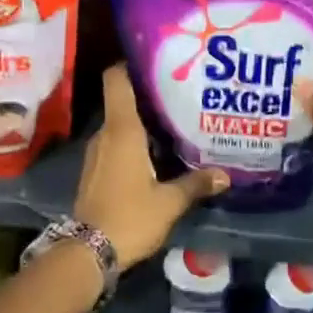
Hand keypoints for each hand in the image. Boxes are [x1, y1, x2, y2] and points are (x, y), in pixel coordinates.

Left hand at [74, 64, 228, 271]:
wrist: (87, 253)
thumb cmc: (130, 217)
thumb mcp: (169, 202)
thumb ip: (196, 184)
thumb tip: (225, 175)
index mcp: (122, 131)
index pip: (117, 80)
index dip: (131, 64)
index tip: (157, 60)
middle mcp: (106, 136)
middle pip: (125, 102)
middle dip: (151, 98)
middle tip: (183, 96)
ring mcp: (97, 154)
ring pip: (122, 127)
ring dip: (144, 124)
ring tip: (177, 125)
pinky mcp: (96, 172)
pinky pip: (117, 146)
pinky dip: (136, 144)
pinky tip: (159, 156)